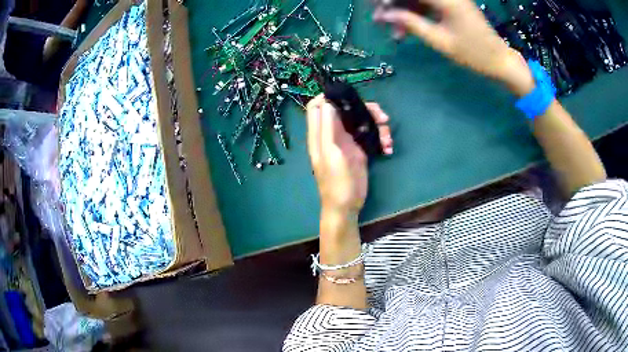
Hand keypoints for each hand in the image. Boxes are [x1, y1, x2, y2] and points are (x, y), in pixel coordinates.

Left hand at [306, 95, 392, 215]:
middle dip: (364, 109)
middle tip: (382, 117)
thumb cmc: (337, 182)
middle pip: (345, 110)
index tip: (347, 95)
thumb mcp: (331, 154)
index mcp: (320, 134)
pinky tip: (388, 148)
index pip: (316, 107)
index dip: (328, 96)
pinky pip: (370, 135)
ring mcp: (347, 141)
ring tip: (388, 138)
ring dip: (377, 125)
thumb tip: (327, 102)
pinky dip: (381, 138)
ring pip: (361, 121)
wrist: (347, 206)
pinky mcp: (360, 149)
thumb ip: (328, 128)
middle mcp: (333, 134)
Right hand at [374, 0, 535, 95]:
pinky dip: (415, 14)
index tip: (377, 10)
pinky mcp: (450, 4)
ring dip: (403, 11)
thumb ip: (411, 24)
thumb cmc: (473, 54)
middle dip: (393, 4)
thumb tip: (384, 15)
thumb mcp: (440, 41)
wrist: (499, 60)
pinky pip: (426, 4)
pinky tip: (406, 29)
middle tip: (380, 20)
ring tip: (394, 32)